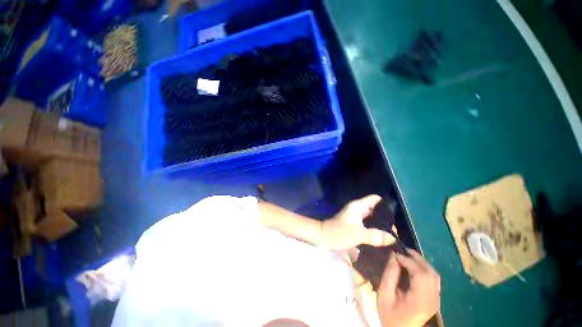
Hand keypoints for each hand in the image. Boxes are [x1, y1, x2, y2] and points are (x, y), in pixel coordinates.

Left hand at [319, 195, 394, 249]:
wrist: (323, 236)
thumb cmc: (339, 232)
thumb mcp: (359, 234)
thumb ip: (376, 236)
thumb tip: (393, 238)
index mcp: (358, 206)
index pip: (374, 199)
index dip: (386, 203)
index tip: (397, 213)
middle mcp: (357, 208)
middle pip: (375, 208)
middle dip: (386, 216)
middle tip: (397, 227)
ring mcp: (355, 216)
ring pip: (371, 216)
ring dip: (380, 223)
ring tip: (393, 232)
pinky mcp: (354, 223)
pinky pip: (367, 222)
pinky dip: (374, 227)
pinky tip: (382, 235)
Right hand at [377, 250, 440, 326]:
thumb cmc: (390, 314)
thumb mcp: (384, 294)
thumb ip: (389, 274)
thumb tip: (393, 255)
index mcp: (420, 301)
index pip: (420, 274)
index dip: (408, 261)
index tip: (395, 253)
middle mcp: (432, 300)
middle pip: (430, 273)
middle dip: (417, 258)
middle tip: (403, 250)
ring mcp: (436, 300)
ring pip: (434, 275)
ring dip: (422, 263)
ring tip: (408, 255)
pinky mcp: (435, 300)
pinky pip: (434, 280)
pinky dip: (425, 269)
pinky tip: (415, 266)